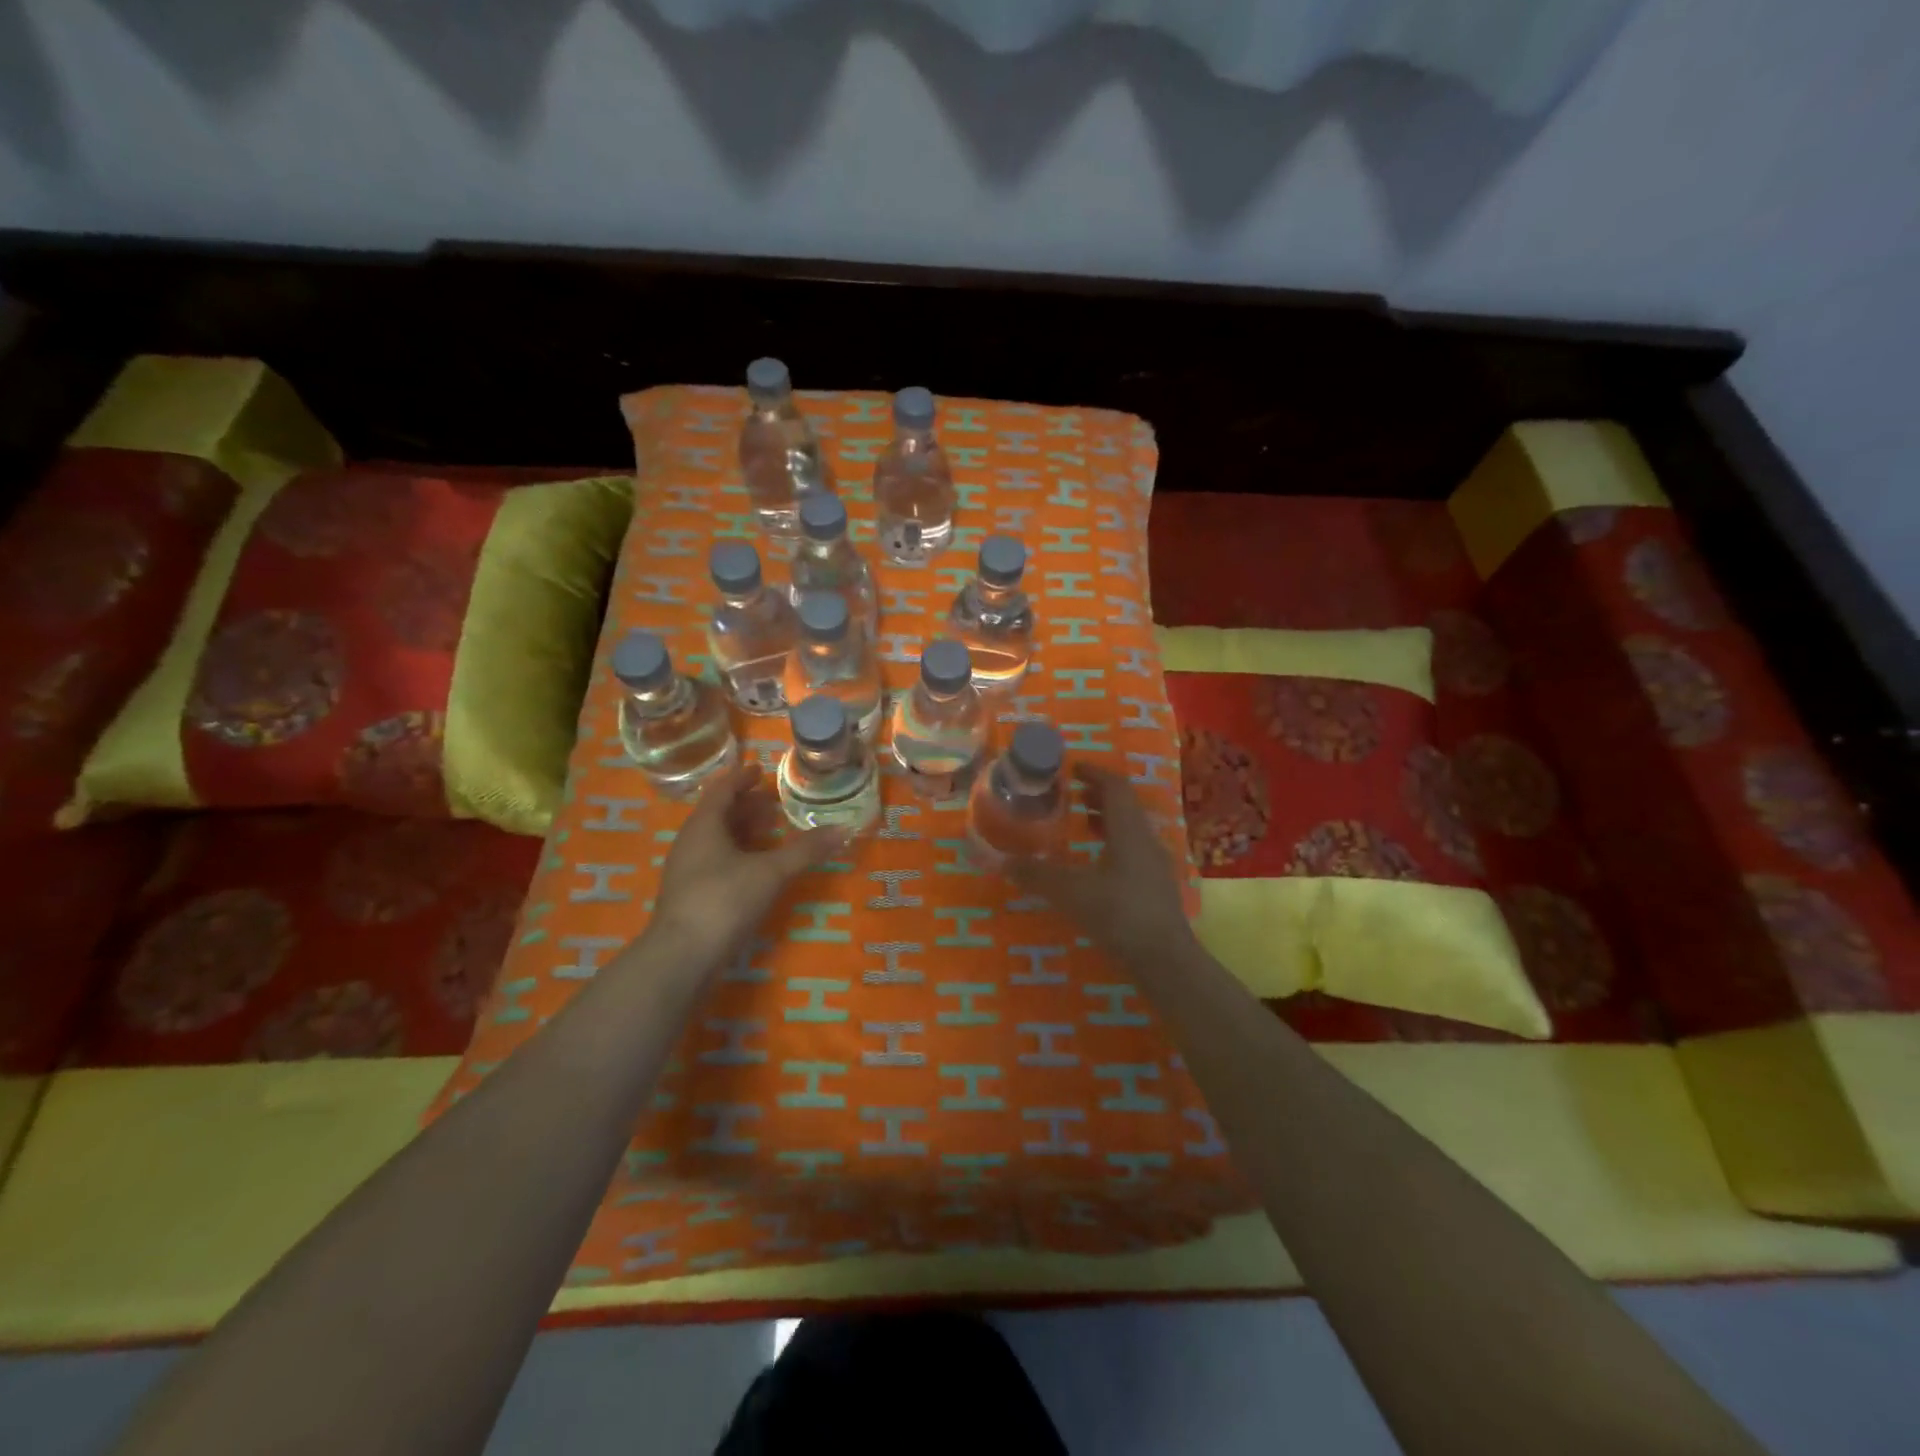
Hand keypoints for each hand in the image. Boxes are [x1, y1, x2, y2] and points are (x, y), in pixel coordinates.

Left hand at [649, 763, 846, 966]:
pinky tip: (755, 868)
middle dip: (745, 805)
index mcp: (704, 826)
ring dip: (741, 831)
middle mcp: (690, 843)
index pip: (721, 790)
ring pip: (715, 840)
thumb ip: (806, 850)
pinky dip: (737, 855)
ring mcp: (687, 871)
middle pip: (717, 814)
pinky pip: (715, 862)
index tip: (760, 770)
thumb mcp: (771, 872)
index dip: (741, 778)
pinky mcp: (690, 896)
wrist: (682, 957)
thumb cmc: (724, 900)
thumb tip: (844, 829)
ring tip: (769, 831)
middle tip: (772, 801)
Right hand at [1007, 764, 1193, 964]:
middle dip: (1097, 795)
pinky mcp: (1157, 887)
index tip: (1071, 768)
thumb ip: (1036, 874)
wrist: (1164, 959)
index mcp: (1129, 830)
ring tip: (1079, 824)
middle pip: (1124, 806)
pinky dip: (1112, 845)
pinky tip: (1095, 865)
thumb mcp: (1070, 892)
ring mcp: (1155, 865)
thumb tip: (1002, 862)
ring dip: (1106, 821)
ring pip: (1130, 830)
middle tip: (1069, 794)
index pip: (1115, 786)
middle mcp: (1146, 840)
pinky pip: (1133, 852)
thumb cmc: (1118, 914)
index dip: (1093, 772)